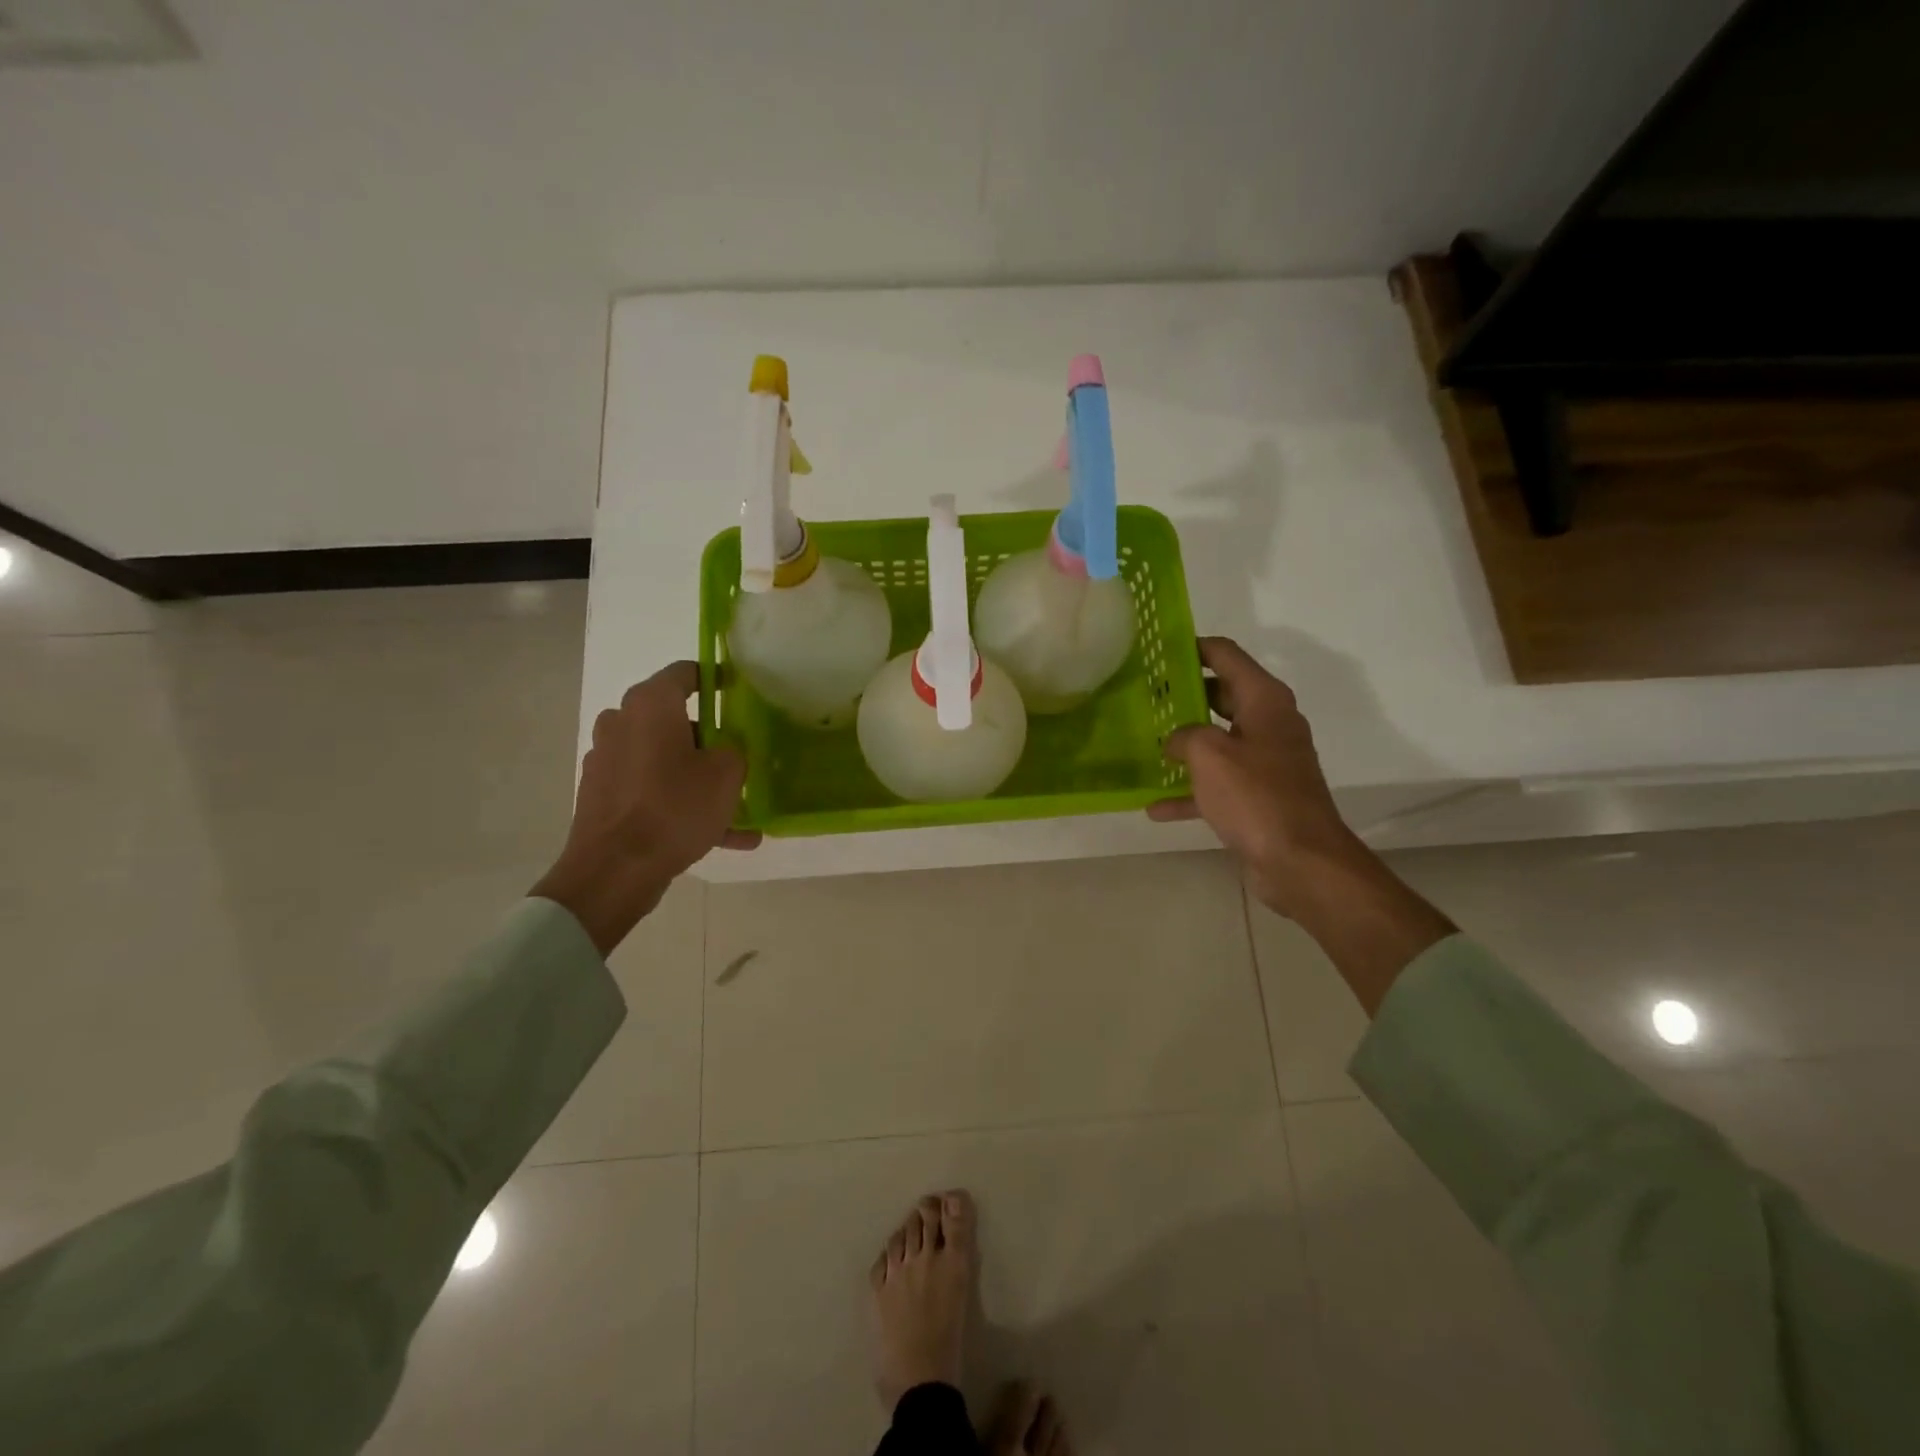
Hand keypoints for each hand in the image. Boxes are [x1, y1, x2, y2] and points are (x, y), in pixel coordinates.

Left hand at [532, 662, 758, 954]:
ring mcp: (608, 760)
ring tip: (739, 810)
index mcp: (650, 705)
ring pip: (665, 759)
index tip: (737, 691)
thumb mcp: (726, 774)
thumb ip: (734, 750)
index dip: (714, 677)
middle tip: (740, 757)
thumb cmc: (674, 807)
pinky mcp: (603, 795)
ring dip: (698, 777)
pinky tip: (721, 837)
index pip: (685, 672)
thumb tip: (726, 750)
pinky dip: (680, 803)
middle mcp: (622, 723)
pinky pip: (652, 789)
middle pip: (674, 719)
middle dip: (709, 737)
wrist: (614, 870)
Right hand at [1148, 637, 1364, 919]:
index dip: (1193, 647)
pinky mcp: (1259, 797)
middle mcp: (1268, 724)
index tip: (1158, 648)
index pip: (1226, 655)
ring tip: (1145, 742)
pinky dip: (1190, 793)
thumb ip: (1184, 735)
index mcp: (1264, 701)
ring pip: (1217, 741)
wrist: (1301, 861)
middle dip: (1183, 694)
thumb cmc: (1256, 796)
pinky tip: (1155, 807)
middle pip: (1221, 695)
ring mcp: (1265, 762)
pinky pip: (1217, 785)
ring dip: (1184, 743)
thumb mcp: (1209, 754)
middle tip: (1144, 694)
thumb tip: (1176, 741)